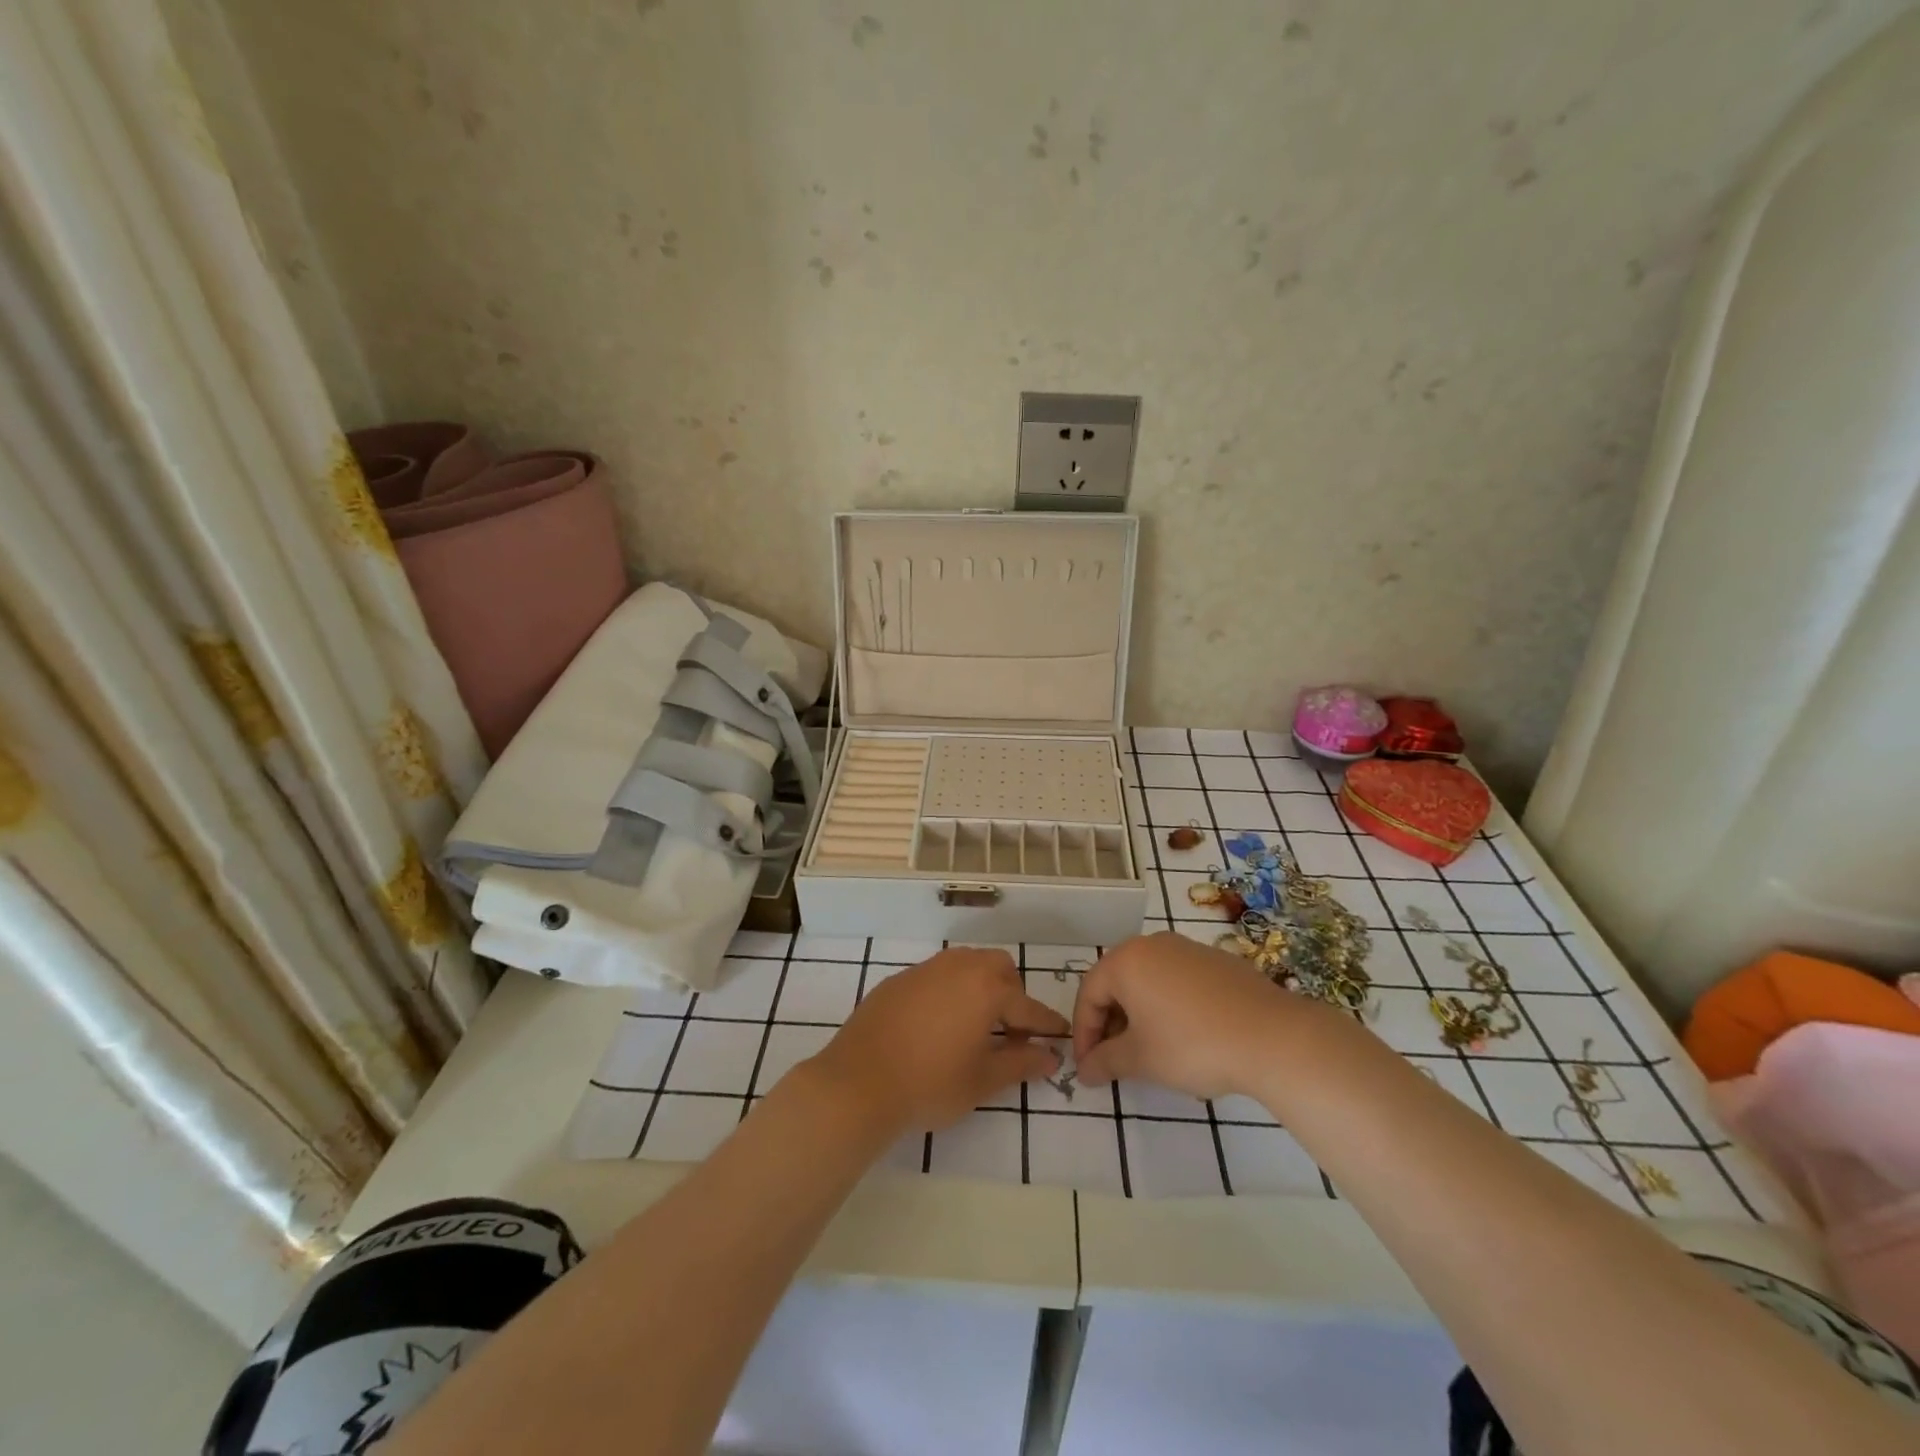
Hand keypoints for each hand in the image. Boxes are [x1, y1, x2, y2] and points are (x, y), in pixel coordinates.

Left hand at [807, 948, 1067, 1135]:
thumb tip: (1050, 1056)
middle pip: (998, 968)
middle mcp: (959, 967)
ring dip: (980, 986)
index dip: (1046, 1024)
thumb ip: (1020, 1064)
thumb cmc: (930, 1084)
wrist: (858, 1082)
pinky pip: (937, 975)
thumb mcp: (982, 1080)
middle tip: (1012, 1030)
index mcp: (986, 989)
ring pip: (966, 964)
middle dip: (1012, 993)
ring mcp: (925, 969)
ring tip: (977, 1024)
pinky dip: (950, 991)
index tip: (1060, 1035)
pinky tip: (939, 1023)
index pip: (1027, 1006)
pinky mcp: (899, 980)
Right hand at [1073, 932, 1305, 1100]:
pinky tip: (1186, 1038)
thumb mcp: (1141, 1060)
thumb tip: (1084, 1071)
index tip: (1088, 1067)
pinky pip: (1178, 982)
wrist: (1272, 1037)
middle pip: (1118, 983)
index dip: (1084, 1033)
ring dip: (1140, 1015)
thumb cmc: (1192, 1045)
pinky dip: (1169, 1006)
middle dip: (1111, 1023)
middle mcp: (1153, 945)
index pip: (1089, 993)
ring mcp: (1188, 949)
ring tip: (1150, 1051)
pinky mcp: (1218, 962)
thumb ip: (1106, 1062)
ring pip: (1149, 981)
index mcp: (1126, 961)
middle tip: (1114, 1060)